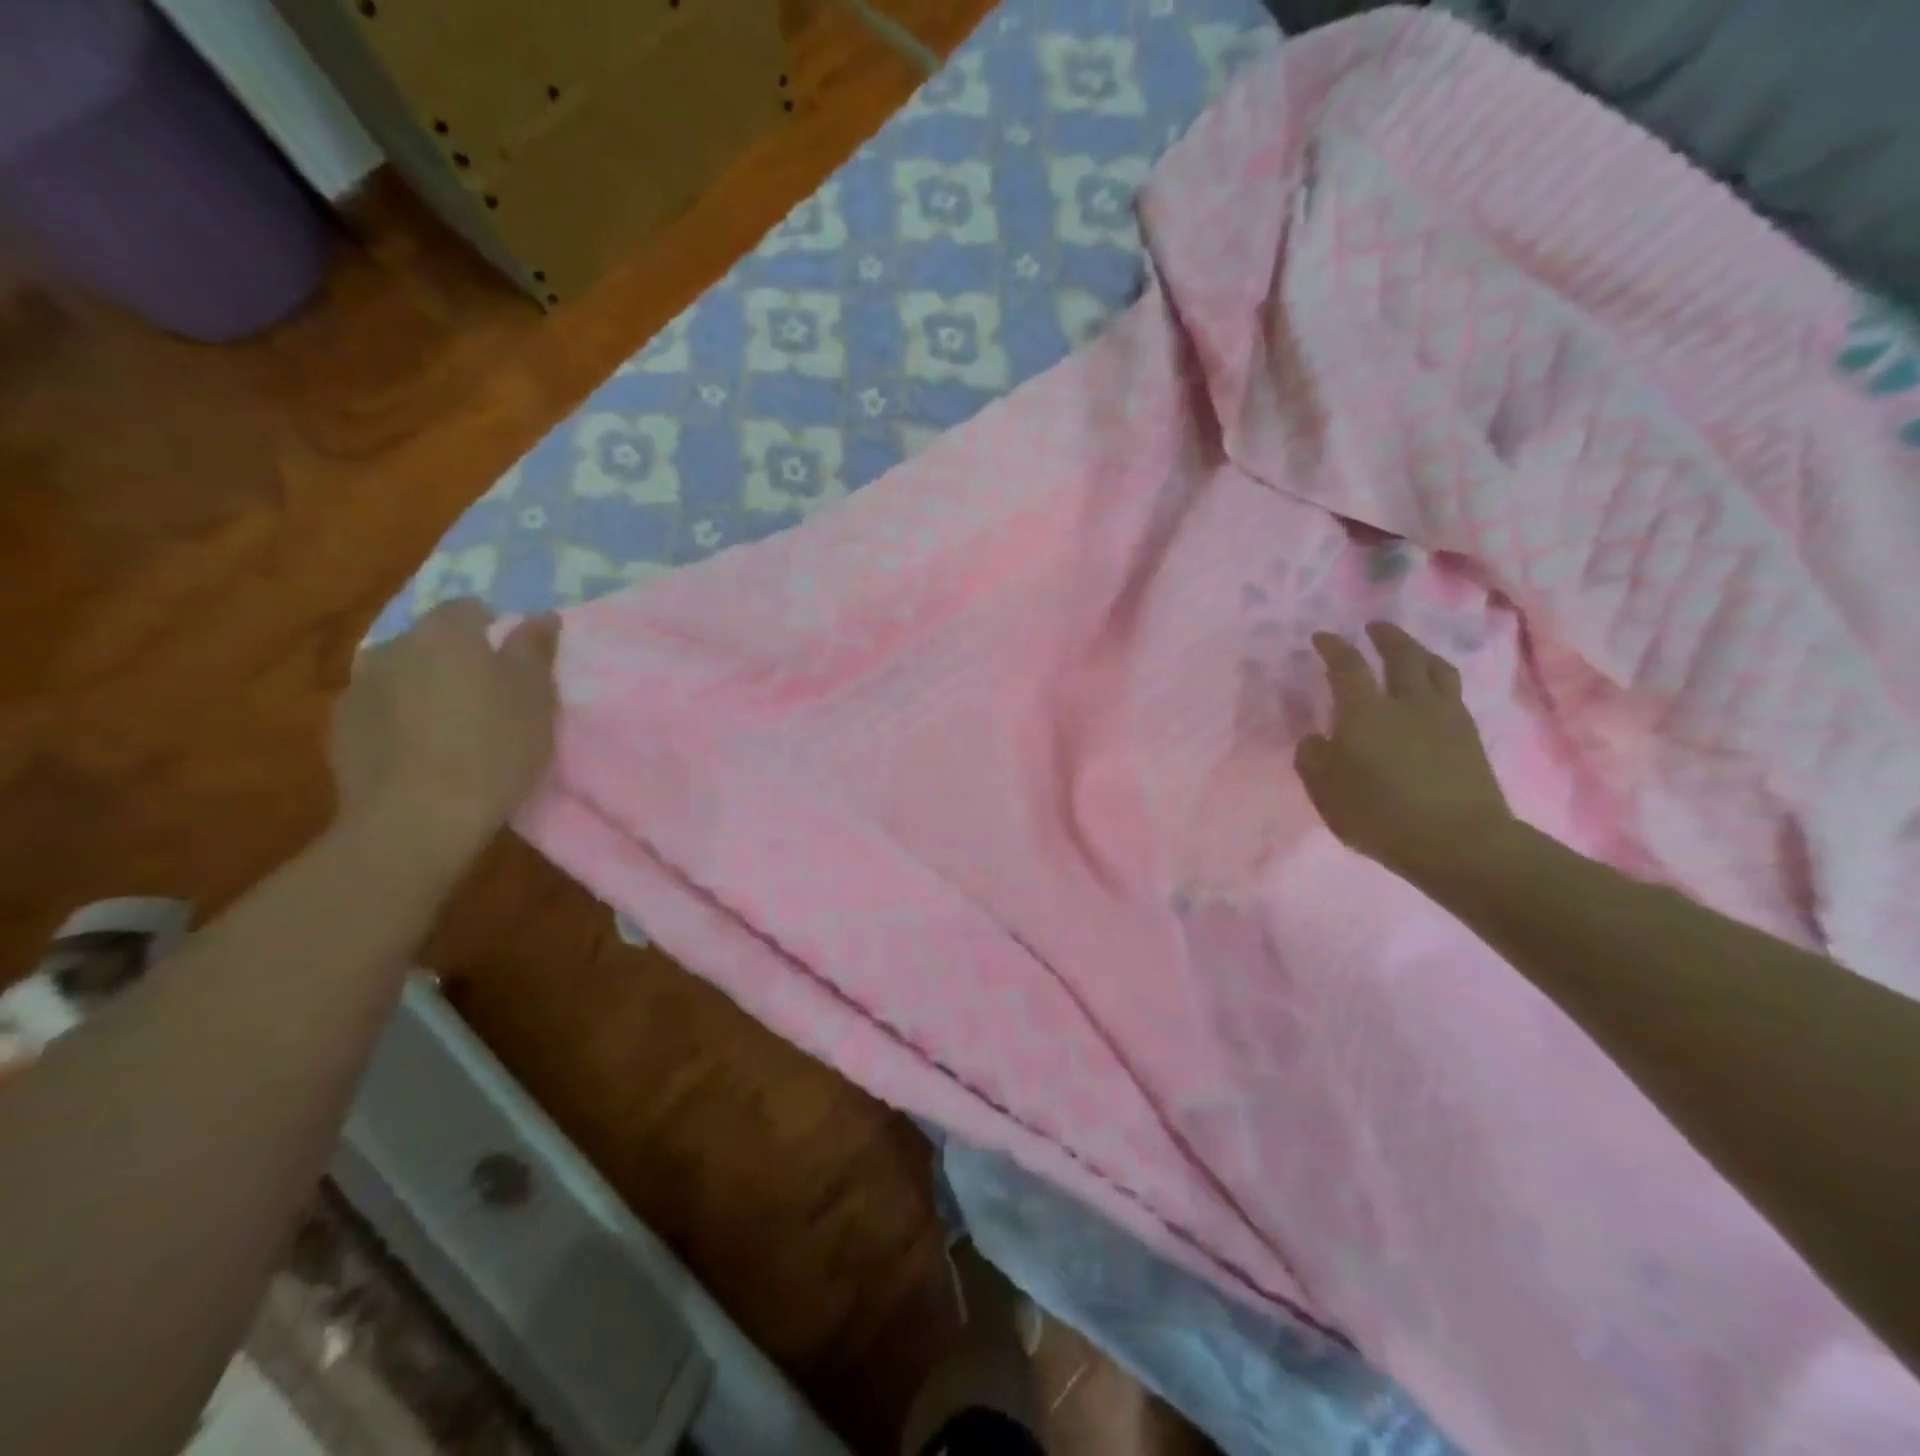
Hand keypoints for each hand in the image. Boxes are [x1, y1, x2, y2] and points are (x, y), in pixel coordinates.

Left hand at [331, 600, 559, 840]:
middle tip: (487, 696)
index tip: (512, 661)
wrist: (418, 818)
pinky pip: (378, 708)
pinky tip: (419, 751)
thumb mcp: (536, 698)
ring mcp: (359, 687)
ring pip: (400, 673)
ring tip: (449, 726)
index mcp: (446, 634)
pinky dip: (398, 719)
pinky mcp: (340, 727)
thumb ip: (535, 650)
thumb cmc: (494, 749)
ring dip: (423, 687)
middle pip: (430, 640)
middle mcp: (394, 647)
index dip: (493, 629)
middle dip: (455, 659)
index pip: (468, 608)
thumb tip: (540, 615)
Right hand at [1295, 622, 1512, 879]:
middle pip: (1401, 655)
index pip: (1347, 666)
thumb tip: (1315, 738)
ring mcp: (1444, 717)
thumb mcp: (1326, 791)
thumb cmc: (1380, 815)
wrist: (1458, 842)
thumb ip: (1313, 759)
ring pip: (1435, 669)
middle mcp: (1407, 702)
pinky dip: (1438, 679)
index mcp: (1365, 712)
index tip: (1323, 636)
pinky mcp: (1469, 736)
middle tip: (1375, 627)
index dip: (1334, 647)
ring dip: (1418, 651)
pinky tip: (1431, 690)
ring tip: (1409, 650)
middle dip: (1386, 637)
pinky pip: (1452, 692)